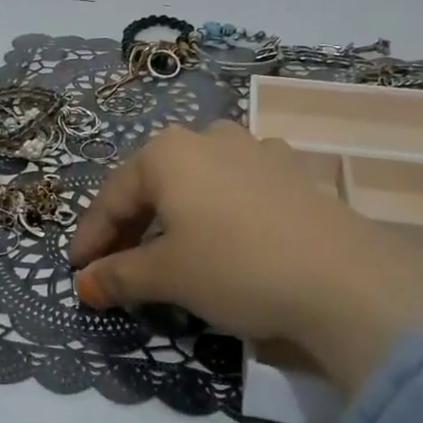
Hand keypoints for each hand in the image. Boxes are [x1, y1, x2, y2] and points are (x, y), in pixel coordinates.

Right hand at [68, 122, 422, 395]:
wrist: (344, 279)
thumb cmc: (236, 267)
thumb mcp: (167, 276)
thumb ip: (118, 276)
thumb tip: (83, 284)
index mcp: (166, 153)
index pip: (112, 197)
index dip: (91, 237)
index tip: (78, 271)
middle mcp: (206, 138)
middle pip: (152, 184)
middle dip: (130, 226)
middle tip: (116, 266)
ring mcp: (253, 148)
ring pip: (195, 180)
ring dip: (174, 213)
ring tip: (170, 247)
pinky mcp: (290, 169)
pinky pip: (238, 184)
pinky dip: (219, 208)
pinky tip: (227, 228)